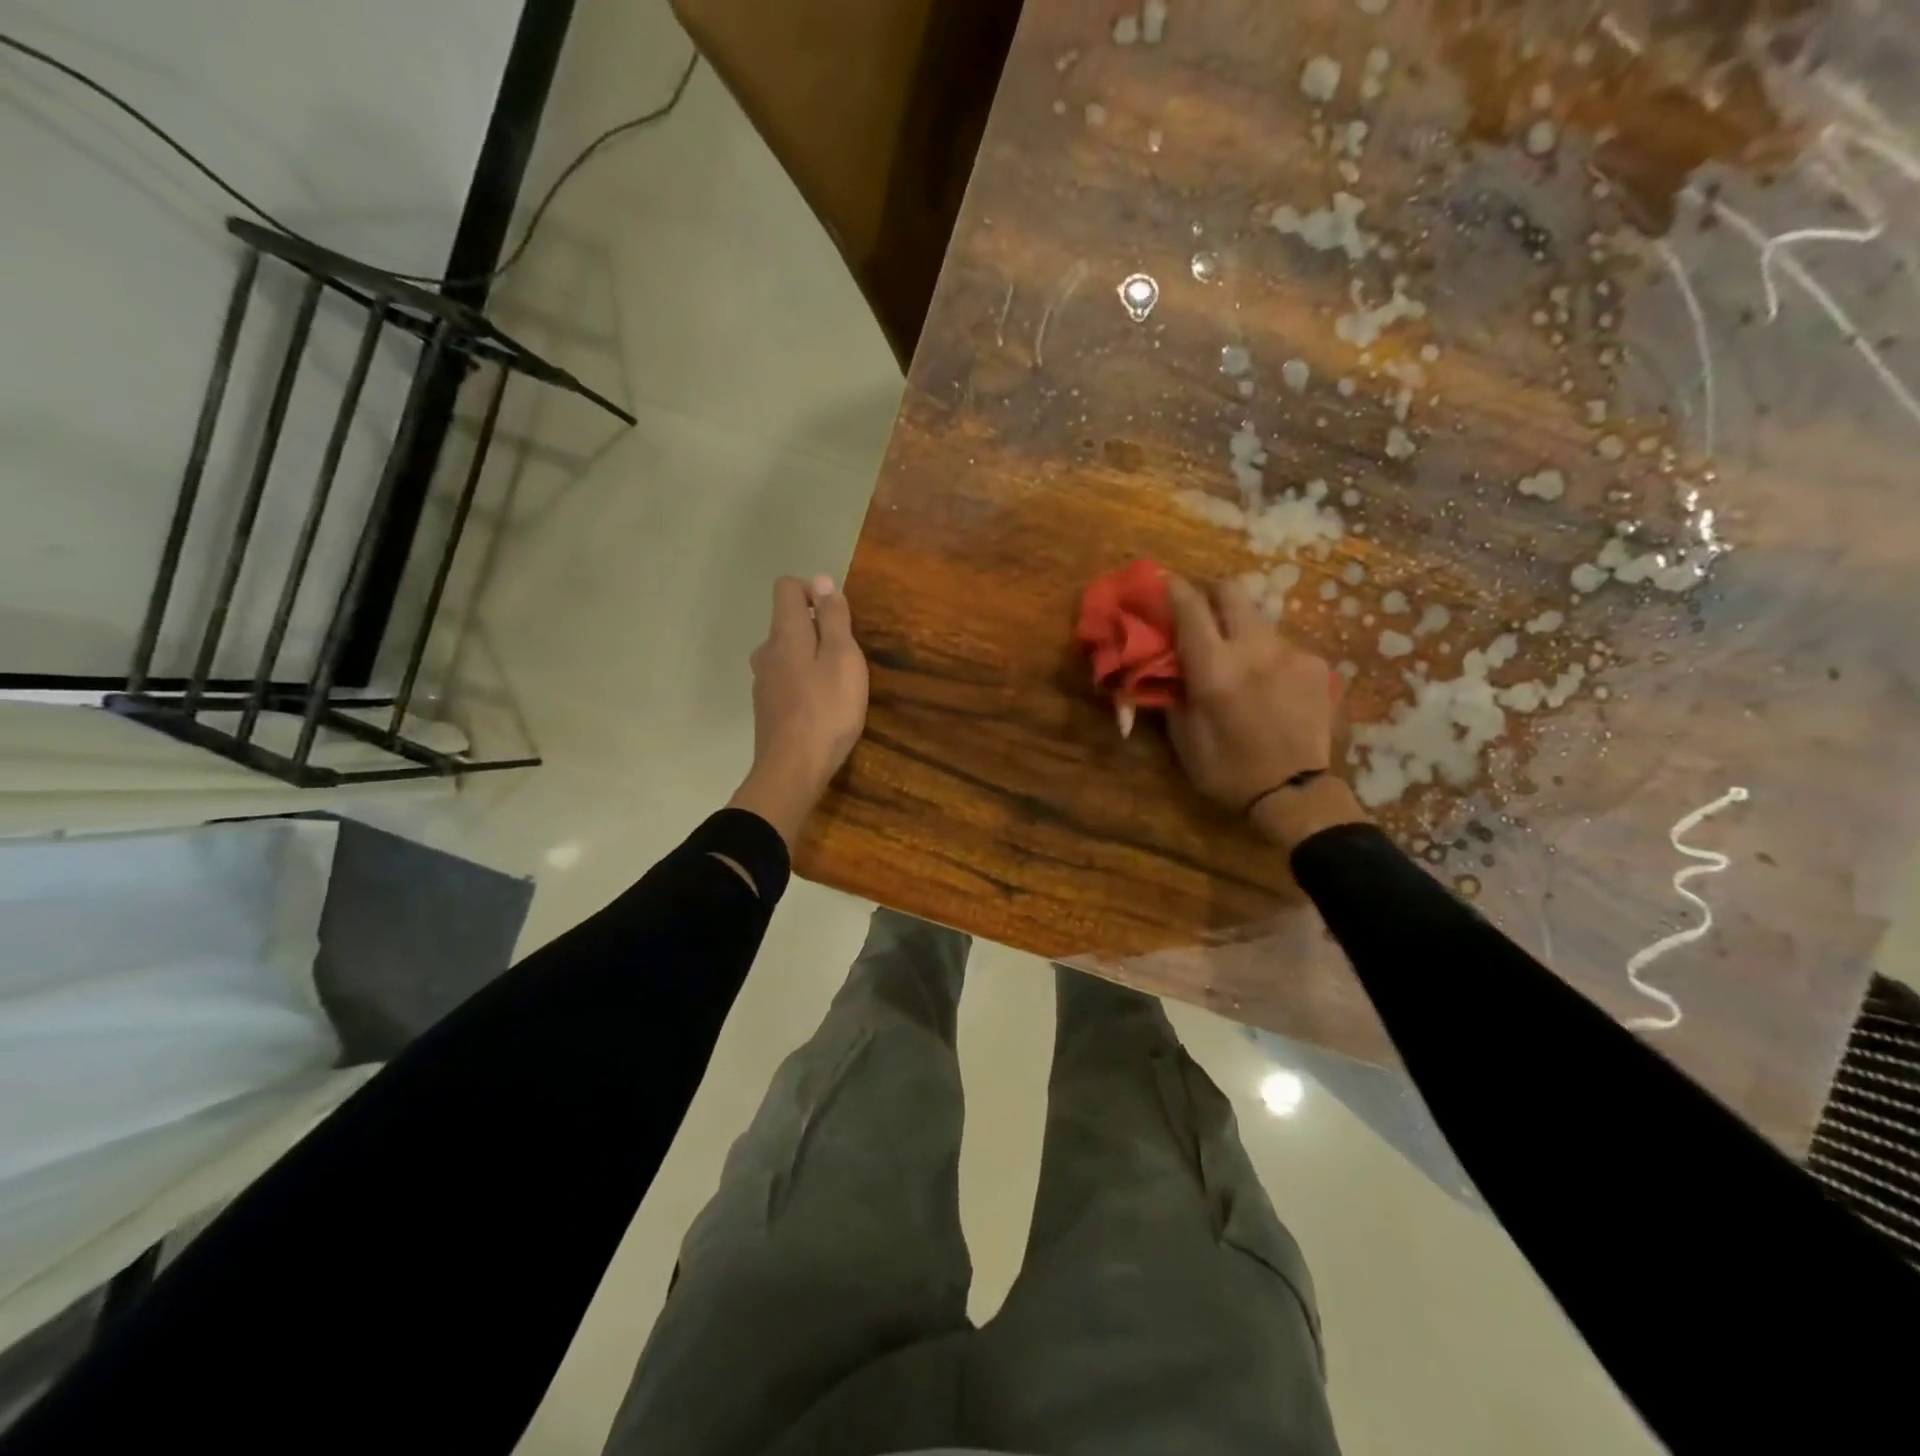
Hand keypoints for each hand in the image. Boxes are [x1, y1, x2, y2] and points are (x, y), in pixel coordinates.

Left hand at [727, 575, 868, 847]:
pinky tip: (822, 708)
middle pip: (788, 623)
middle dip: (817, 630)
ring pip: (787, 655)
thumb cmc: (827, 710)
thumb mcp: (843, 658)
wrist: (793, 770)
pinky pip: (786, 681)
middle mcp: (766, 652)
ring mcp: (763, 682)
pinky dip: (803, 684)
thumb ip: (833, 618)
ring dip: (810, 659)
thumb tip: (820, 580)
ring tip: (837, 685)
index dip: (812, 591)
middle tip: (847, 657)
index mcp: (785, 634)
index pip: (787, 588)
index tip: (837, 615)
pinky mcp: (766, 708)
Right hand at [1165, 576, 1366, 848]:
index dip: (1173, 588)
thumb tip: (1166, 663)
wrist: (1296, 793)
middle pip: (1231, 591)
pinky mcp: (1316, 664)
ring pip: (1257, 618)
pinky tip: (1264, 680)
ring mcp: (1292, 653)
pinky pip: (1281, 644)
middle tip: (1195, 603)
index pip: (1190, 607)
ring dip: (1237, 624)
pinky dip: (1264, 652)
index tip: (1163, 581)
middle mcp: (1255, 648)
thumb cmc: (1228, 771)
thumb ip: (1174, 691)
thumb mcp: (1184, 737)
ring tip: (1231, 652)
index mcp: (1216, 669)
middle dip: (1209, 589)